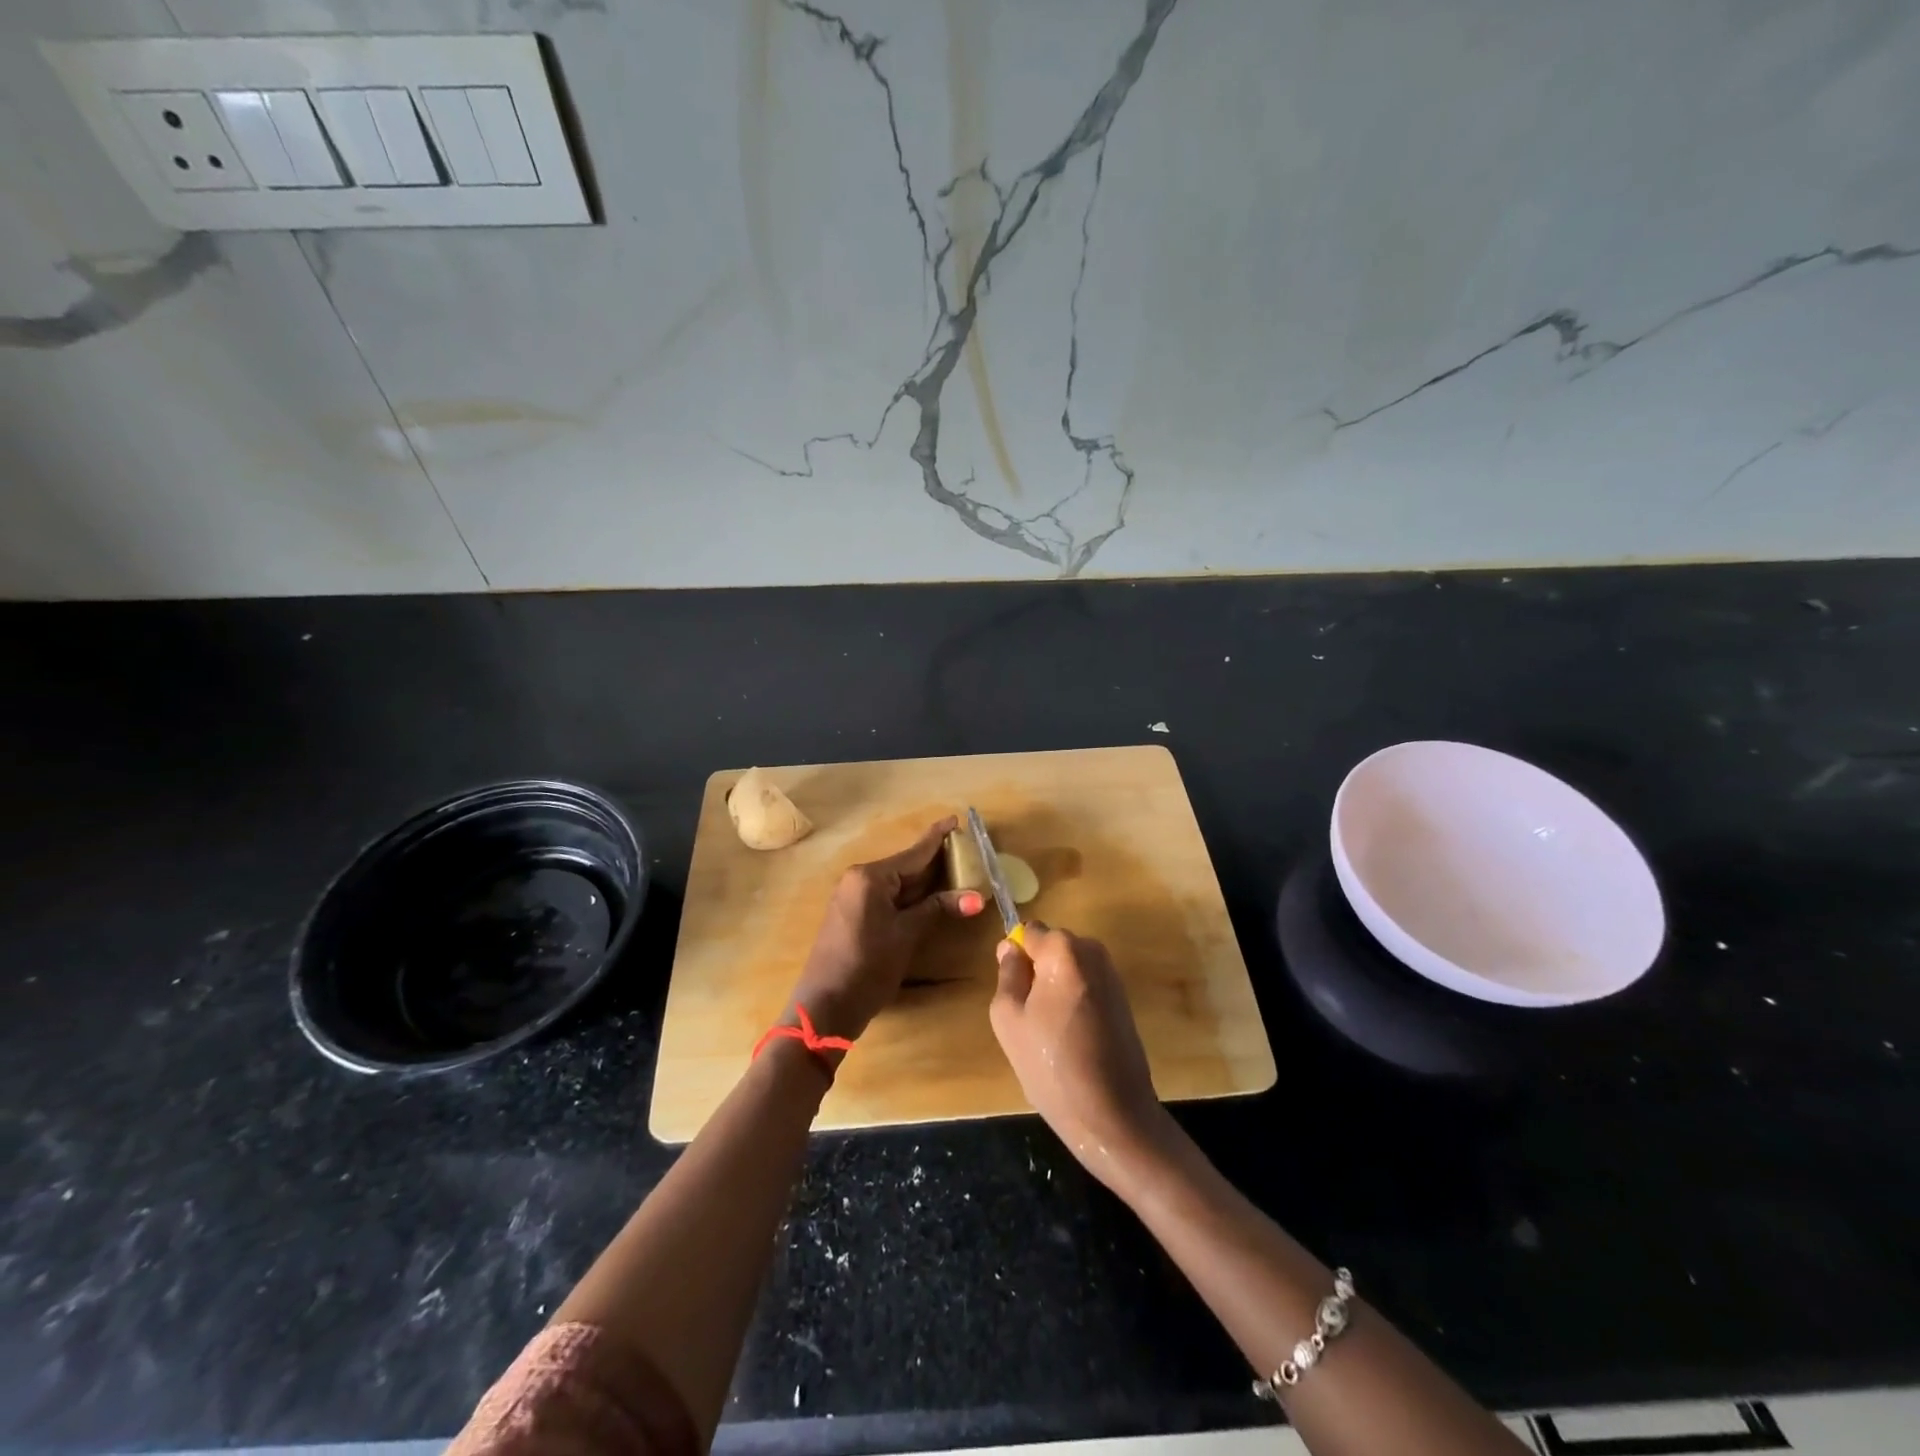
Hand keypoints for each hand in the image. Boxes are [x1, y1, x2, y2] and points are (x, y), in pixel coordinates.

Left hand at [787, 816, 983, 1042]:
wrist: (825, 1006)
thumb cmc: (867, 966)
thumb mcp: (906, 935)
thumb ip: (937, 908)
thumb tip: (976, 897)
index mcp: (870, 877)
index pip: (913, 853)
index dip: (937, 838)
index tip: (956, 819)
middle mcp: (859, 879)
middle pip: (906, 865)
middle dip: (936, 860)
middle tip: (967, 851)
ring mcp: (854, 897)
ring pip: (898, 882)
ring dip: (926, 881)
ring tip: (957, 870)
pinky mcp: (854, 914)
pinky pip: (888, 895)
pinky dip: (911, 895)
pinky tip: (932, 895)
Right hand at [989, 924, 1170, 1189]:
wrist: (1113, 1115)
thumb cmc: (1051, 1065)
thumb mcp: (1008, 1018)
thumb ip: (1007, 973)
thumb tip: (1010, 946)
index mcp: (1063, 949)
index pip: (1029, 932)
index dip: (1016, 959)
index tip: (1014, 992)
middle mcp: (1093, 951)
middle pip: (1052, 947)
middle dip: (1038, 971)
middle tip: (1030, 1017)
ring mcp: (1113, 975)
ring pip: (1069, 968)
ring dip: (1056, 989)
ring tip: (1051, 1033)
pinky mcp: (1124, 999)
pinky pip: (1087, 986)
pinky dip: (1075, 1002)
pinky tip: (1073, 1039)